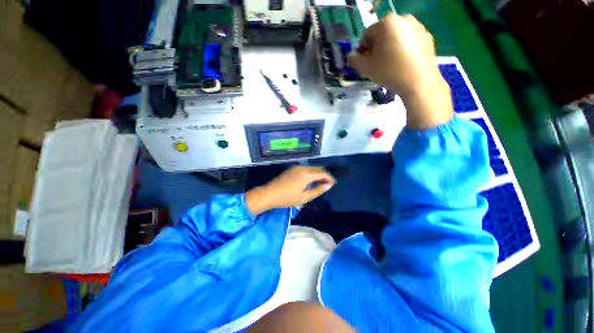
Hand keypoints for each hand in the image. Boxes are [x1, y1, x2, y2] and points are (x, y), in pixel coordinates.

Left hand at [245, 166, 335, 215]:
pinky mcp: (292, 168)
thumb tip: (329, 185)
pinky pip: (306, 168)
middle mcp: (302, 167)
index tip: (333, 183)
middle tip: (328, 184)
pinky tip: (310, 181)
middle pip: (318, 168)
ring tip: (320, 183)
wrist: (269, 193)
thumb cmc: (287, 198)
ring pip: (312, 168)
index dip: (329, 177)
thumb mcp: (304, 197)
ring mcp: (296, 167)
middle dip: (324, 175)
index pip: (322, 173)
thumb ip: (318, 190)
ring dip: (318, 174)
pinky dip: (311, 173)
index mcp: (306, 174)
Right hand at [348, 14, 452, 128]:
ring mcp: (417, 26)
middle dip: (376, 48)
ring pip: (396, 36)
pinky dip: (403, 48)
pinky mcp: (426, 36)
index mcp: (386, 23)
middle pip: (382, 34)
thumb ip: (354, 60)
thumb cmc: (389, 72)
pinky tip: (402, 63)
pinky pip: (408, 40)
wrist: (418, 82)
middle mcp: (403, 19)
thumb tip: (350, 55)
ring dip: (389, 48)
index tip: (364, 63)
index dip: (362, 50)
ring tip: (390, 64)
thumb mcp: (366, 68)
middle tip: (376, 64)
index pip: (367, 35)